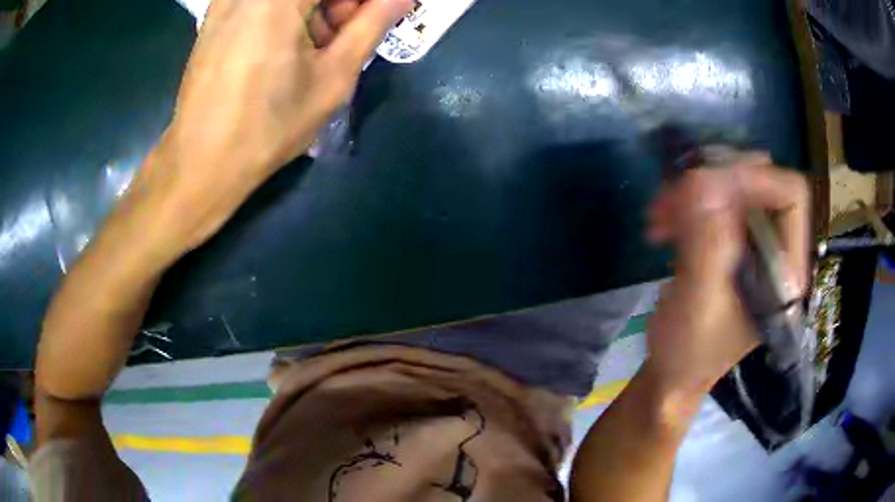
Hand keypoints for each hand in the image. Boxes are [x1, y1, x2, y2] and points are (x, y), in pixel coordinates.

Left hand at [132, 0, 411, 253]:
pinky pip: (265, 2)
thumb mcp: (334, 76)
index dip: (361, 4)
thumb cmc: (269, 126)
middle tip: (348, 33)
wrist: (201, 162)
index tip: (374, 18)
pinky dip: (289, 13)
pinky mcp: (216, 14)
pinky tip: (290, 44)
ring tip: (317, 47)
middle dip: (340, 4)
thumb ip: (373, 23)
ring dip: (316, 10)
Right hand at [644, 150, 810, 404]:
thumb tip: (702, 179)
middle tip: (676, 192)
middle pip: (760, 183)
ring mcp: (752, 245)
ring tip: (658, 214)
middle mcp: (776, 250)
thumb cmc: (690, 353)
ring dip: (693, 193)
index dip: (754, 178)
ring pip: (731, 189)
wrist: (672, 375)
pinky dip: (685, 206)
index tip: (706, 182)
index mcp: (786, 269)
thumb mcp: (699, 303)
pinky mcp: (729, 245)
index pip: (791, 196)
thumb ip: (707, 242)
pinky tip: (661, 224)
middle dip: (715, 181)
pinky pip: (713, 204)